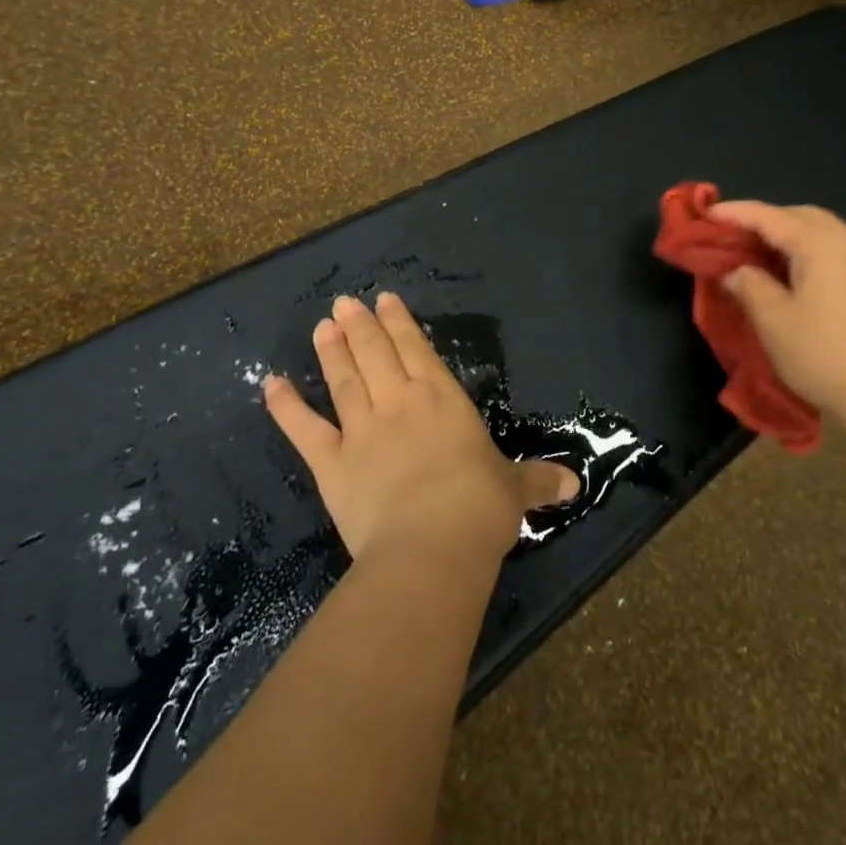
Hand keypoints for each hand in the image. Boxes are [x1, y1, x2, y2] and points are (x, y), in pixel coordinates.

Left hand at [264, 293, 578, 562]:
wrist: (432, 545)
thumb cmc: (480, 507)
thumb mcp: (515, 490)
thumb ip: (539, 481)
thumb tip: (574, 483)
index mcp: (443, 400)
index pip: (418, 349)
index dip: (400, 323)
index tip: (384, 300)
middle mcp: (400, 403)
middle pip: (377, 354)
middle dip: (361, 326)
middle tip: (345, 302)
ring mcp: (363, 430)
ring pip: (344, 380)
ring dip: (332, 351)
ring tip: (322, 325)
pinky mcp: (333, 463)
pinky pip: (305, 429)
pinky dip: (287, 406)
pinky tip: (271, 383)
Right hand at [710, 200, 845, 423]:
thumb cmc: (825, 355)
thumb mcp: (774, 321)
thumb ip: (749, 285)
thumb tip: (735, 271)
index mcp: (821, 243)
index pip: (769, 216)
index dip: (735, 213)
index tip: (707, 213)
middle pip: (800, 216)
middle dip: (765, 220)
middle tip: (734, 235)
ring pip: (823, 231)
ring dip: (790, 235)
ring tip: (761, 254)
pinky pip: (838, 250)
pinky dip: (811, 251)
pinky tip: (797, 273)